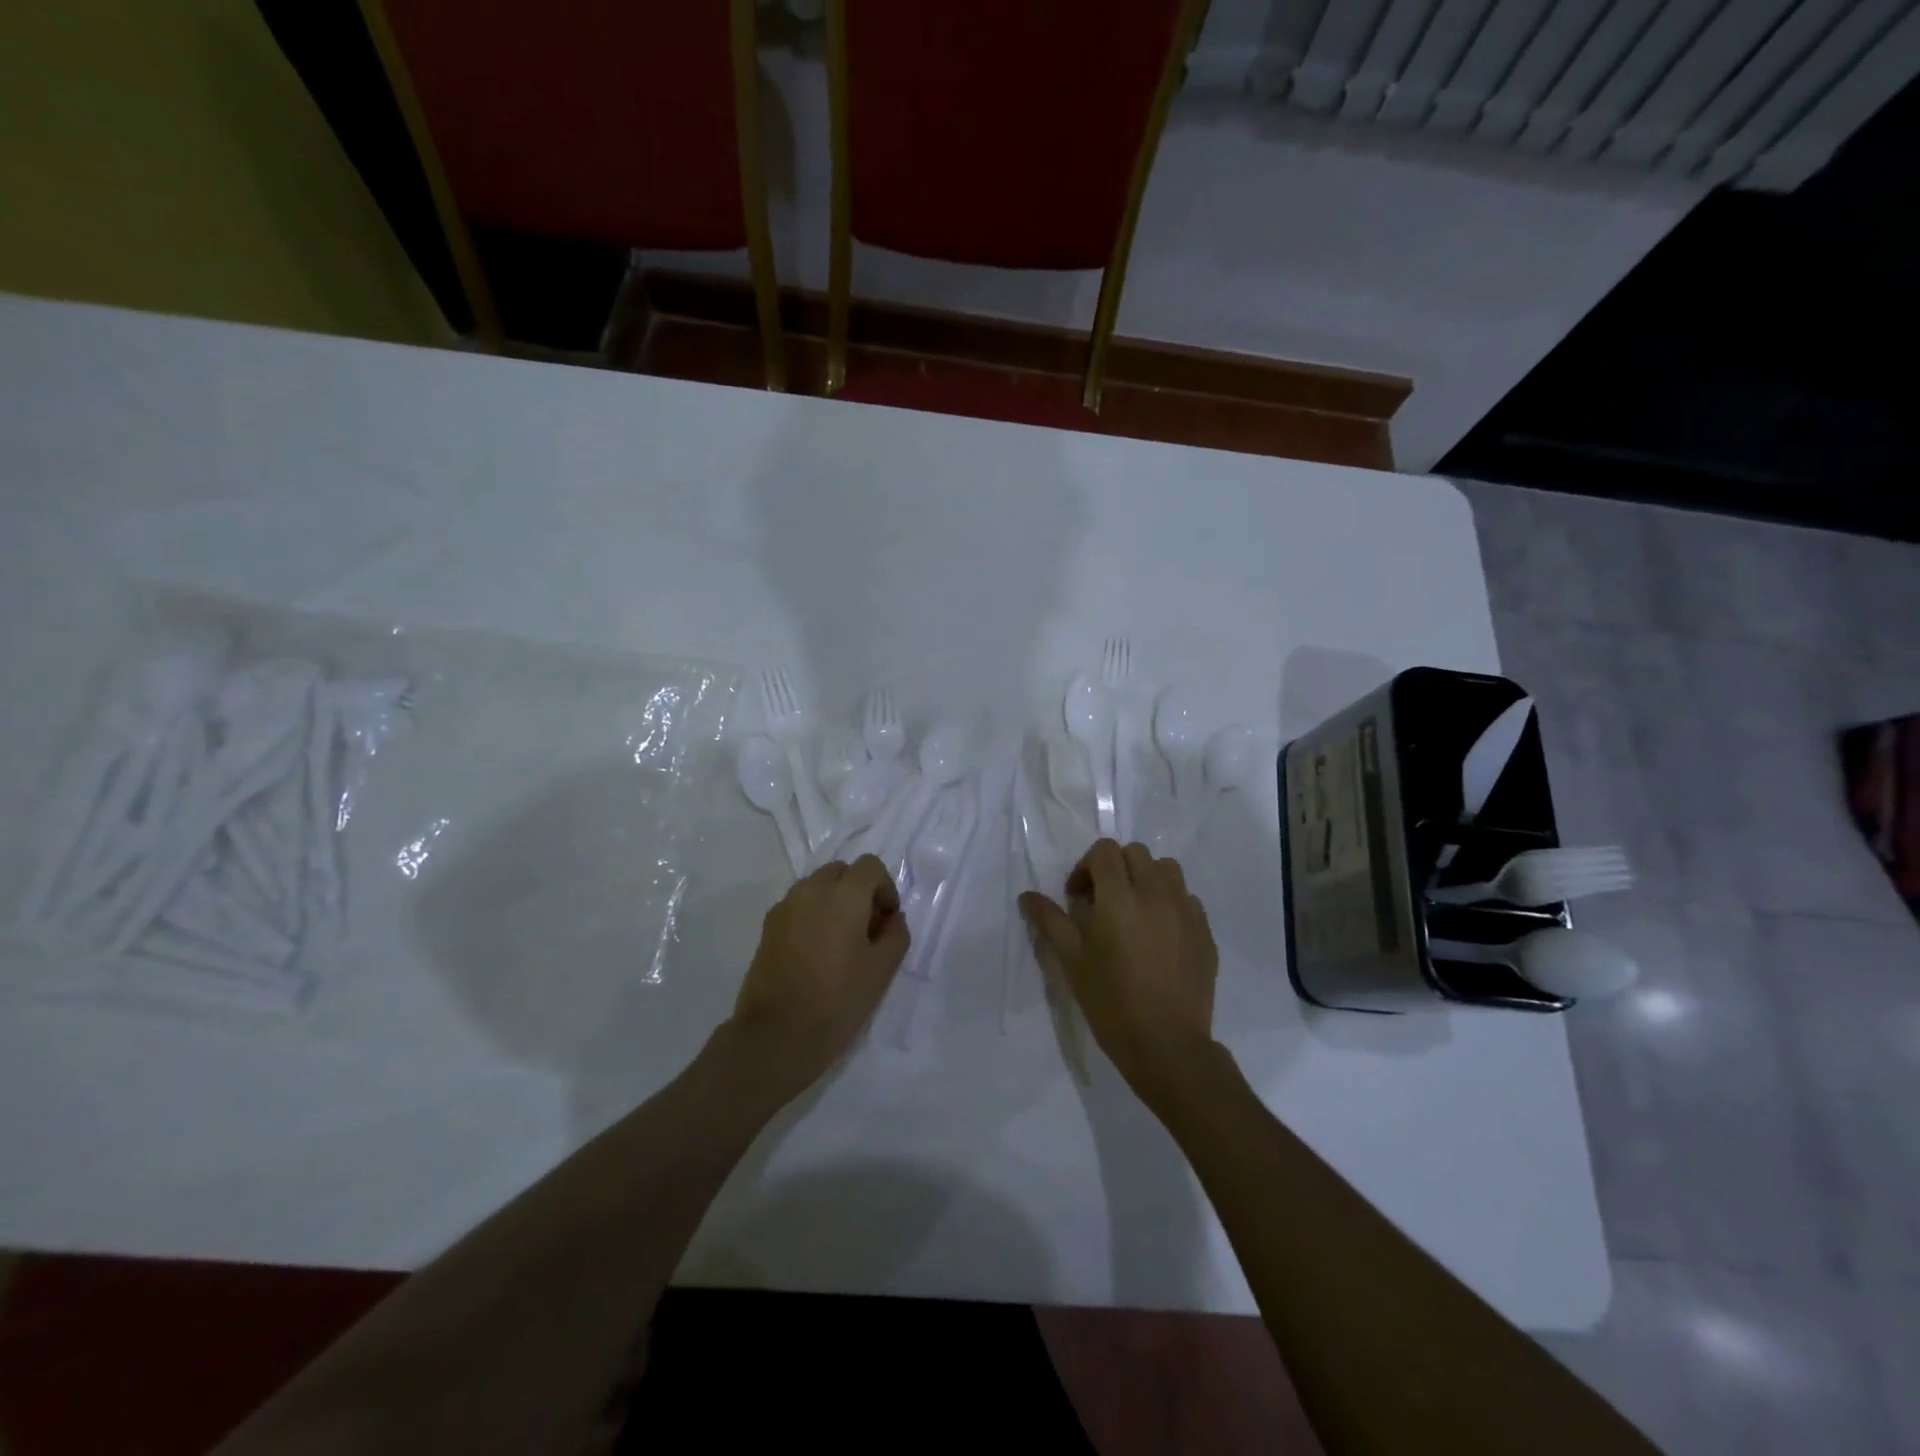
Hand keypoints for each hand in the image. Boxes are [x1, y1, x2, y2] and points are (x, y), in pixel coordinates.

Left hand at [728, 855, 909, 1095]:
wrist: (776, 1036)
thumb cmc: (838, 1000)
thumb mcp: (882, 970)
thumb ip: (896, 934)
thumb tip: (891, 919)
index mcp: (843, 894)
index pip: (870, 866)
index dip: (885, 888)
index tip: (887, 921)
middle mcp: (811, 890)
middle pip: (841, 872)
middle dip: (858, 891)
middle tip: (866, 929)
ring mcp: (784, 907)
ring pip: (816, 887)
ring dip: (833, 902)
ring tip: (840, 943)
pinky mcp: (767, 928)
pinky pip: (797, 907)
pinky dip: (812, 917)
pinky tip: (815, 954)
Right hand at [1020, 839, 1219, 1103]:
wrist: (1167, 1046)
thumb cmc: (1111, 1002)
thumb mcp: (1071, 961)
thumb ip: (1049, 921)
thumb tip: (1027, 895)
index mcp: (1119, 897)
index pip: (1105, 851)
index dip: (1086, 867)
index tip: (1078, 898)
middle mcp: (1156, 893)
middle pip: (1136, 853)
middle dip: (1115, 868)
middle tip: (1102, 902)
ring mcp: (1186, 910)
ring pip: (1166, 869)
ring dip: (1146, 878)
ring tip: (1134, 911)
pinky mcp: (1205, 931)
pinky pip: (1187, 898)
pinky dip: (1170, 902)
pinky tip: (1159, 934)